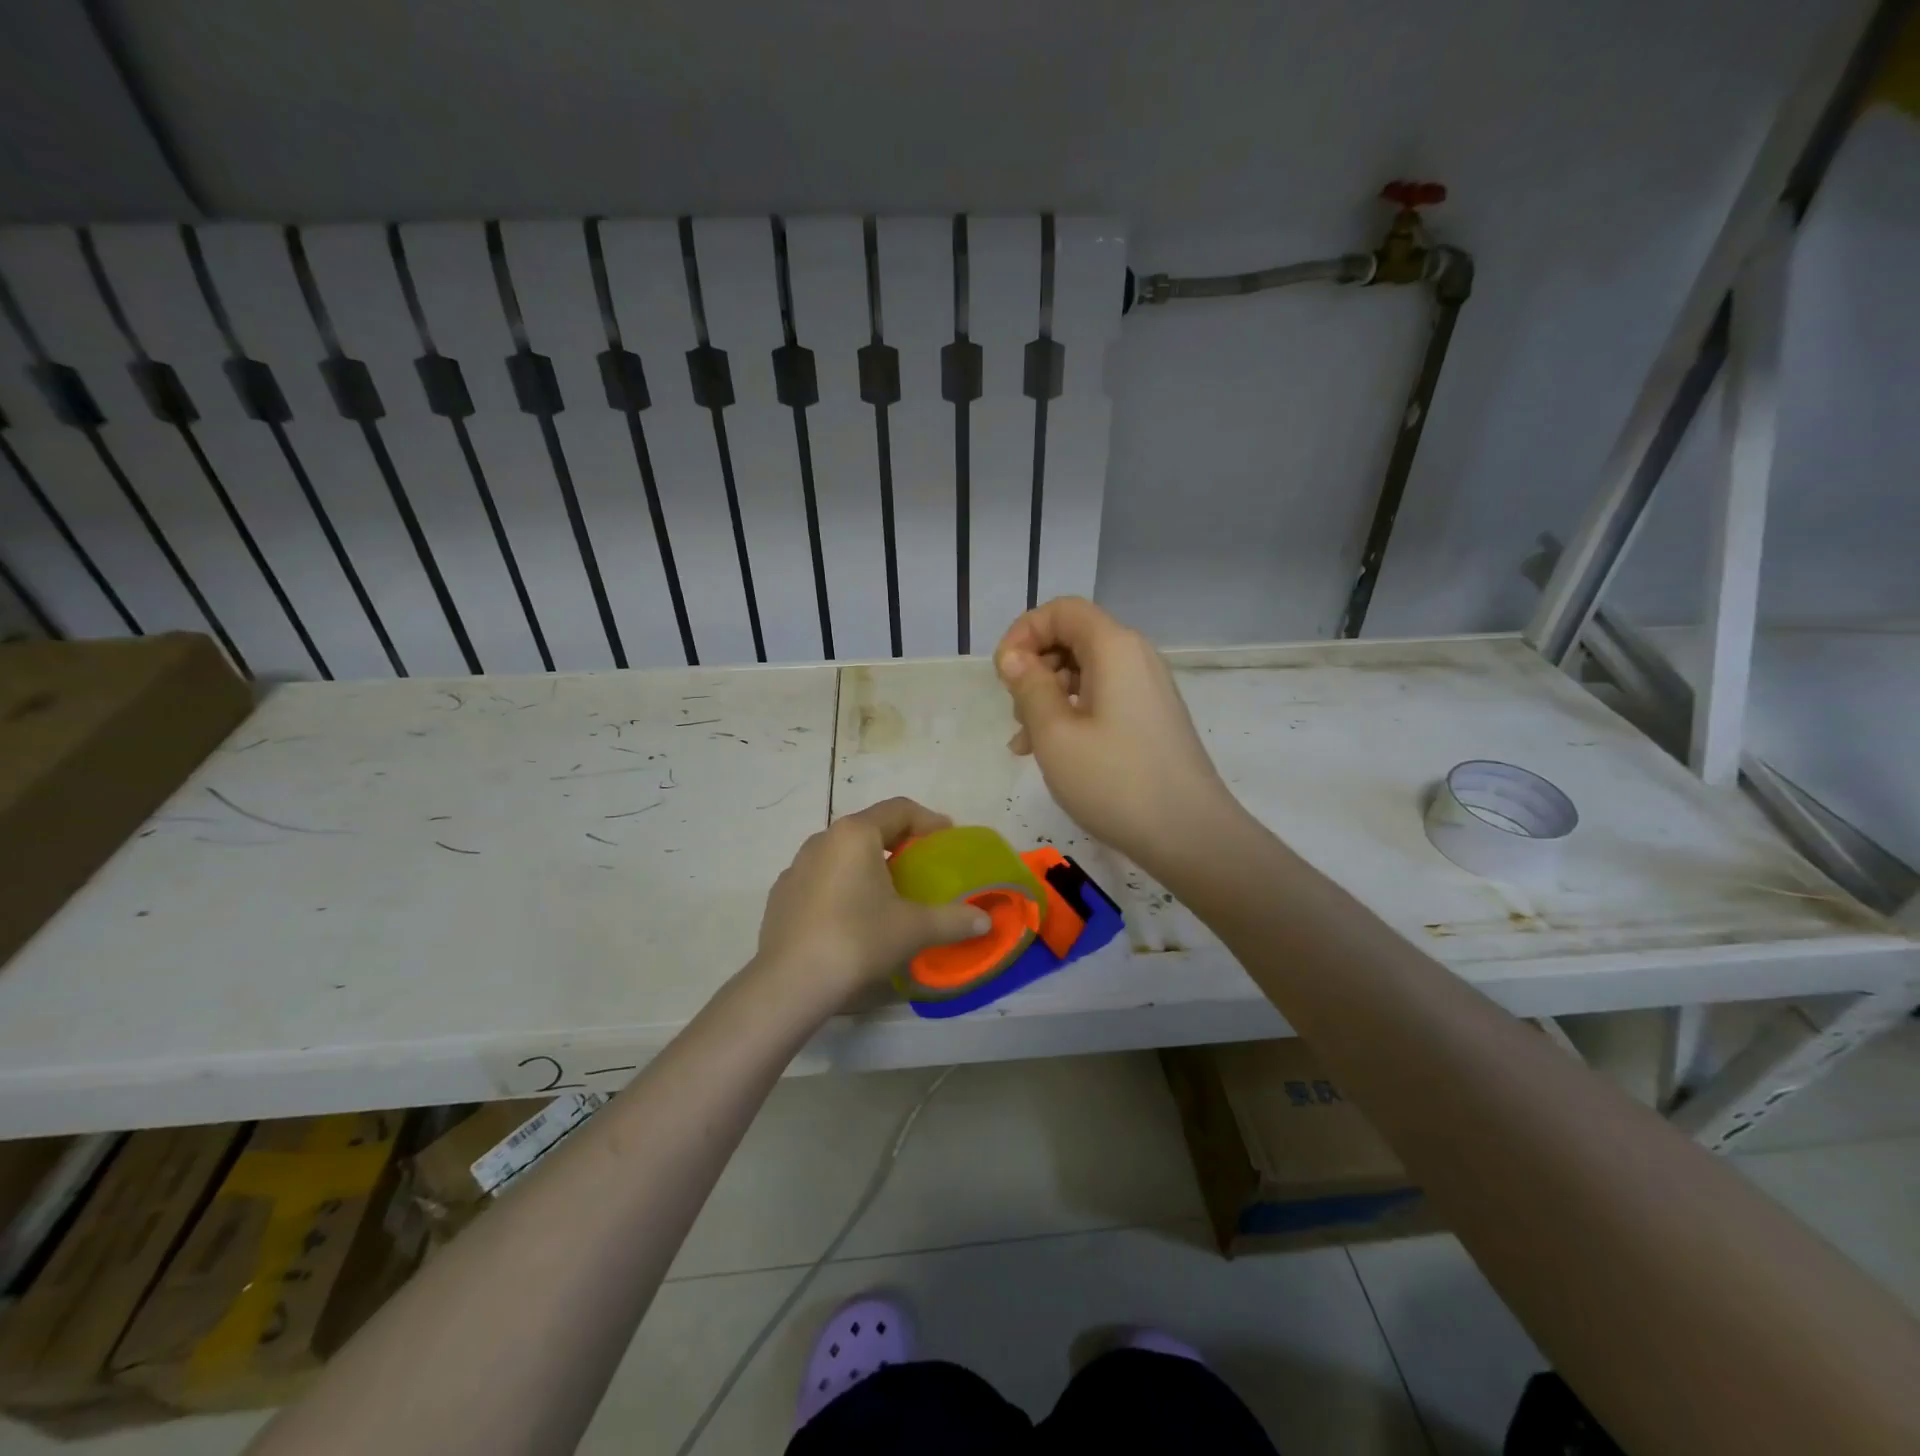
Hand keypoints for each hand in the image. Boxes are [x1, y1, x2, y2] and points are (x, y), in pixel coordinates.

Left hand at [753, 797, 991, 1002]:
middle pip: (869, 828)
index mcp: (856, 835)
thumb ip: (953, 920)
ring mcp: (796, 866)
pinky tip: (851, 915)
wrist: (790, 982)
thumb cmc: (858, 940)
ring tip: (888, 891)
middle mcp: (823, 839)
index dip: (928, 820)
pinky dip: (842, 885)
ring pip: (841, 853)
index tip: (947, 838)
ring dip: (868, 863)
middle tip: (922, 864)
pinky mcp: (781, 894)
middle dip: (899, 841)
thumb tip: (984, 921)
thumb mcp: (914, 929)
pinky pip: (820, 877)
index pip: (899, 809)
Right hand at [996, 598, 1237, 871]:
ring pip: (1085, 672)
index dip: (1024, 632)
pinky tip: (1052, 753)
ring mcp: (1148, 688)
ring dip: (1048, 697)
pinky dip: (1072, 714)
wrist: (1190, 834)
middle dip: (1034, 667)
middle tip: (1015, 712)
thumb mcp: (1055, 734)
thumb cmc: (1115, 781)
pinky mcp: (1151, 717)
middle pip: (1073, 638)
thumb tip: (1014, 657)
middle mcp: (1135, 657)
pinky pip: (1103, 698)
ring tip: (1026, 743)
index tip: (1002, 675)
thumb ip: (1029, 687)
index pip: (1062, 610)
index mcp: (1114, 647)